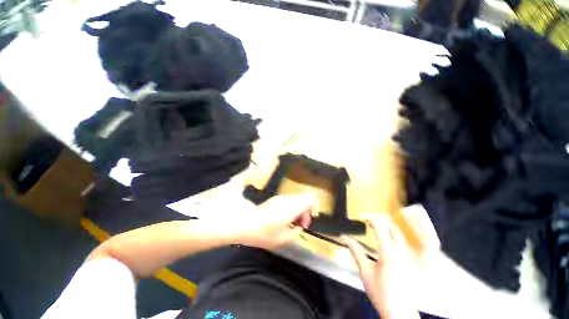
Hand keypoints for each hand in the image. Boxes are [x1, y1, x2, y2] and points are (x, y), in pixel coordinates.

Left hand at [236, 194, 317, 249]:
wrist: (244, 224)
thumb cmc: (264, 234)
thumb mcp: (284, 239)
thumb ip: (296, 232)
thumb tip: (299, 226)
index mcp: (292, 207)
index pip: (311, 198)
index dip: (315, 207)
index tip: (309, 219)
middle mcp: (287, 199)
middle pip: (305, 198)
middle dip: (306, 211)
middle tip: (300, 225)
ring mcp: (280, 198)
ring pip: (297, 200)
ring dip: (298, 210)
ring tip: (291, 224)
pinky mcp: (274, 199)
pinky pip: (289, 201)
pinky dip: (291, 209)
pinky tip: (284, 219)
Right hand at [342, 216, 420, 318]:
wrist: (399, 313)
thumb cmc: (382, 295)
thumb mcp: (365, 272)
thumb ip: (356, 252)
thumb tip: (346, 239)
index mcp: (388, 255)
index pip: (381, 230)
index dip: (373, 222)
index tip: (368, 220)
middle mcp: (401, 255)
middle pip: (395, 231)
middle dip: (384, 223)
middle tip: (376, 221)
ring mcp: (409, 260)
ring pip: (403, 238)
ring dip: (393, 230)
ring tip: (385, 228)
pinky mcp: (412, 266)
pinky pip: (407, 247)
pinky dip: (400, 240)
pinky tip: (395, 242)